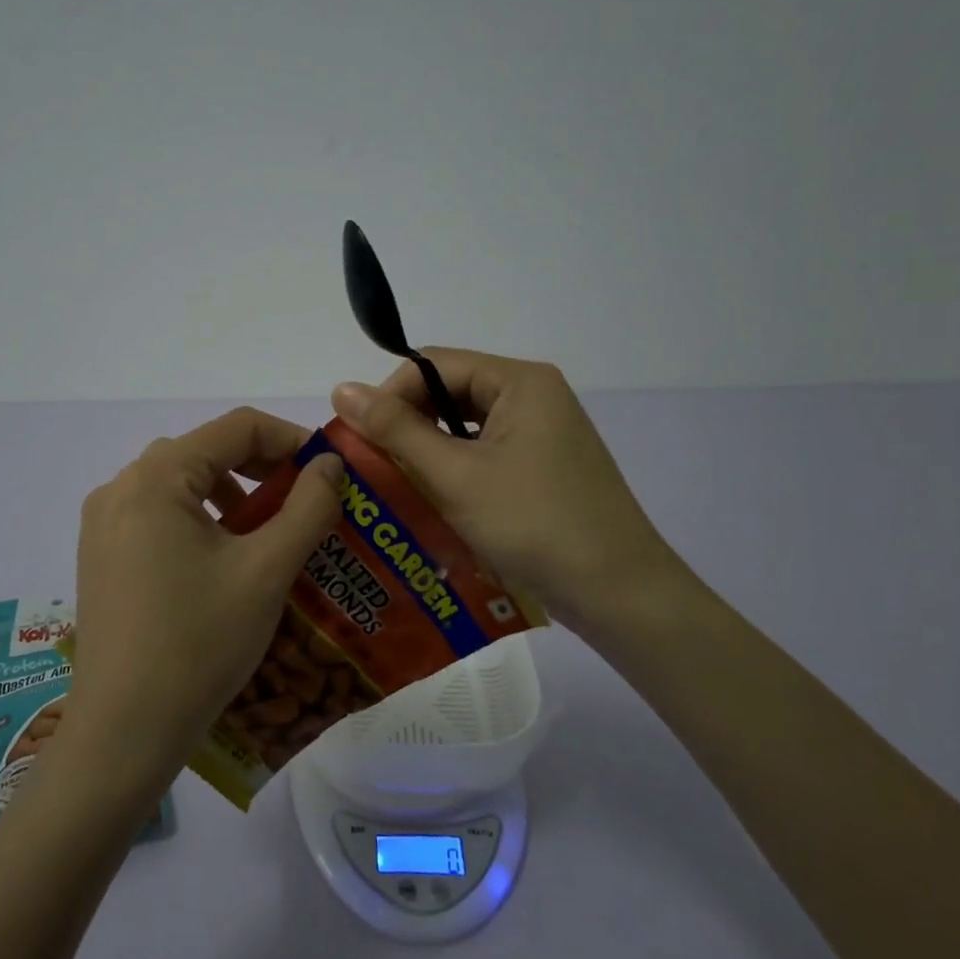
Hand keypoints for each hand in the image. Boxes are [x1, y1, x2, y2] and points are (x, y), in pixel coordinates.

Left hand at [67, 408, 342, 790]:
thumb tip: (330, 464)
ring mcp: (104, 523)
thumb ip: (308, 506)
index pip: (236, 428)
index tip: (330, 471)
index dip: (291, 440)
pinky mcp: (101, 555)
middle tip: (306, 501)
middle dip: (263, 469)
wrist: (124, 731)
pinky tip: (225, 560)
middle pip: (206, 451)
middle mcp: (121, 487)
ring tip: (269, 532)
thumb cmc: (200, 643)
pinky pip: (159, 515)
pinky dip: (200, 520)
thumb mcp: (267, 570)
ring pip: (182, 484)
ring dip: (232, 495)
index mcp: (156, 478)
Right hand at [331, 350, 693, 637]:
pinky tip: (433, 502)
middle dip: (407, 426)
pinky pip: (486, 455)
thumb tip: (341, 387)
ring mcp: (543, 434)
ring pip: (466, 428)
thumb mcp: (456, 475)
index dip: (389, 395)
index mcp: (520, 381)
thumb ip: (396, 430)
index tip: (359, 439)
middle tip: (372, 465)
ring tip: (394, 485)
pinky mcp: (544, 468)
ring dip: (428, 452)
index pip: (433, 364)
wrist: (618, 594)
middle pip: (450, 393)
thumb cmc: (534, 524)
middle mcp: (534, 396)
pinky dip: (455, 472)